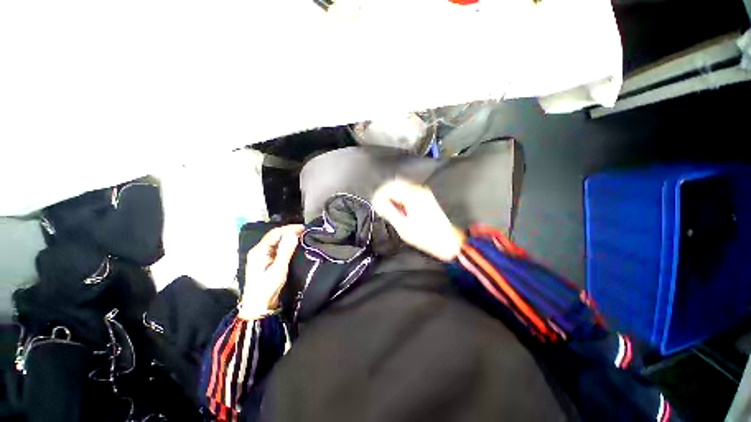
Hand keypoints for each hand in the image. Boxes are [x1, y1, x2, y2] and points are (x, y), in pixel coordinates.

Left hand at [239, 225, 303, 319]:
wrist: (258, 306)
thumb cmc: (267, 288)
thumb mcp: (278, 269)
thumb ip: (285, 251)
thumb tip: (293, 234)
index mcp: (259, 251)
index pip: (275, 233)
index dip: (289, 229)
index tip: (303, 228)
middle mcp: (258, 250)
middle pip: (275, 235)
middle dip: (289, 231)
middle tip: (304, 231)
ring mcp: (261, 255)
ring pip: (276, 240)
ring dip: (288, 236)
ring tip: (301, 235)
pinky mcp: (265, 260)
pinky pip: (276, 246)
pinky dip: (286, 243)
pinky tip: (293, 243)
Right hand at [372, 180, 464, 261]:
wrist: (447, 241)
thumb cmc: (425, 236)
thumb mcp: (403, 226)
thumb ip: (389, 212)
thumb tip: (379, 203)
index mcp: (412, 196)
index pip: (389, 188)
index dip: (379, 196)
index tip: (375, 206)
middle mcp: (418, 189)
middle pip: (395, 184)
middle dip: (384, 194)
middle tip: (379, 207)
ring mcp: (423, 192)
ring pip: (401, 186)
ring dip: (391, 195)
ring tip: (387, 208)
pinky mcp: (425, 196)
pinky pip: (407, 191)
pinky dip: (399, 196)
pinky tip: (398, 207)